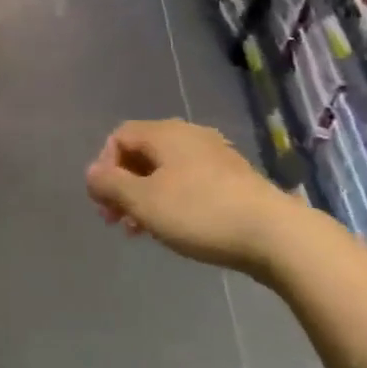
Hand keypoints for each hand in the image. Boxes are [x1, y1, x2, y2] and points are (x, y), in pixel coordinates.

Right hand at [86, 120, 305, 272]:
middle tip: (117, 221)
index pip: (120, 136)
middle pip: (143, 152)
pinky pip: (190, 180)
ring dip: (147, 196)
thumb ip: (111, 185)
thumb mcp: (144, 202)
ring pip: (167, 169)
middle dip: (124, 185)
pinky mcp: (234, 178)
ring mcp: (215, 155)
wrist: (274, 234)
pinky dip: (173, 199)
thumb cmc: (200, 213)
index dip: (104, 166)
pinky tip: (178, 228)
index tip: (104, 202)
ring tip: (143, 231)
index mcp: (165, 133)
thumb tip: (91, 173)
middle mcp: (189, 134)